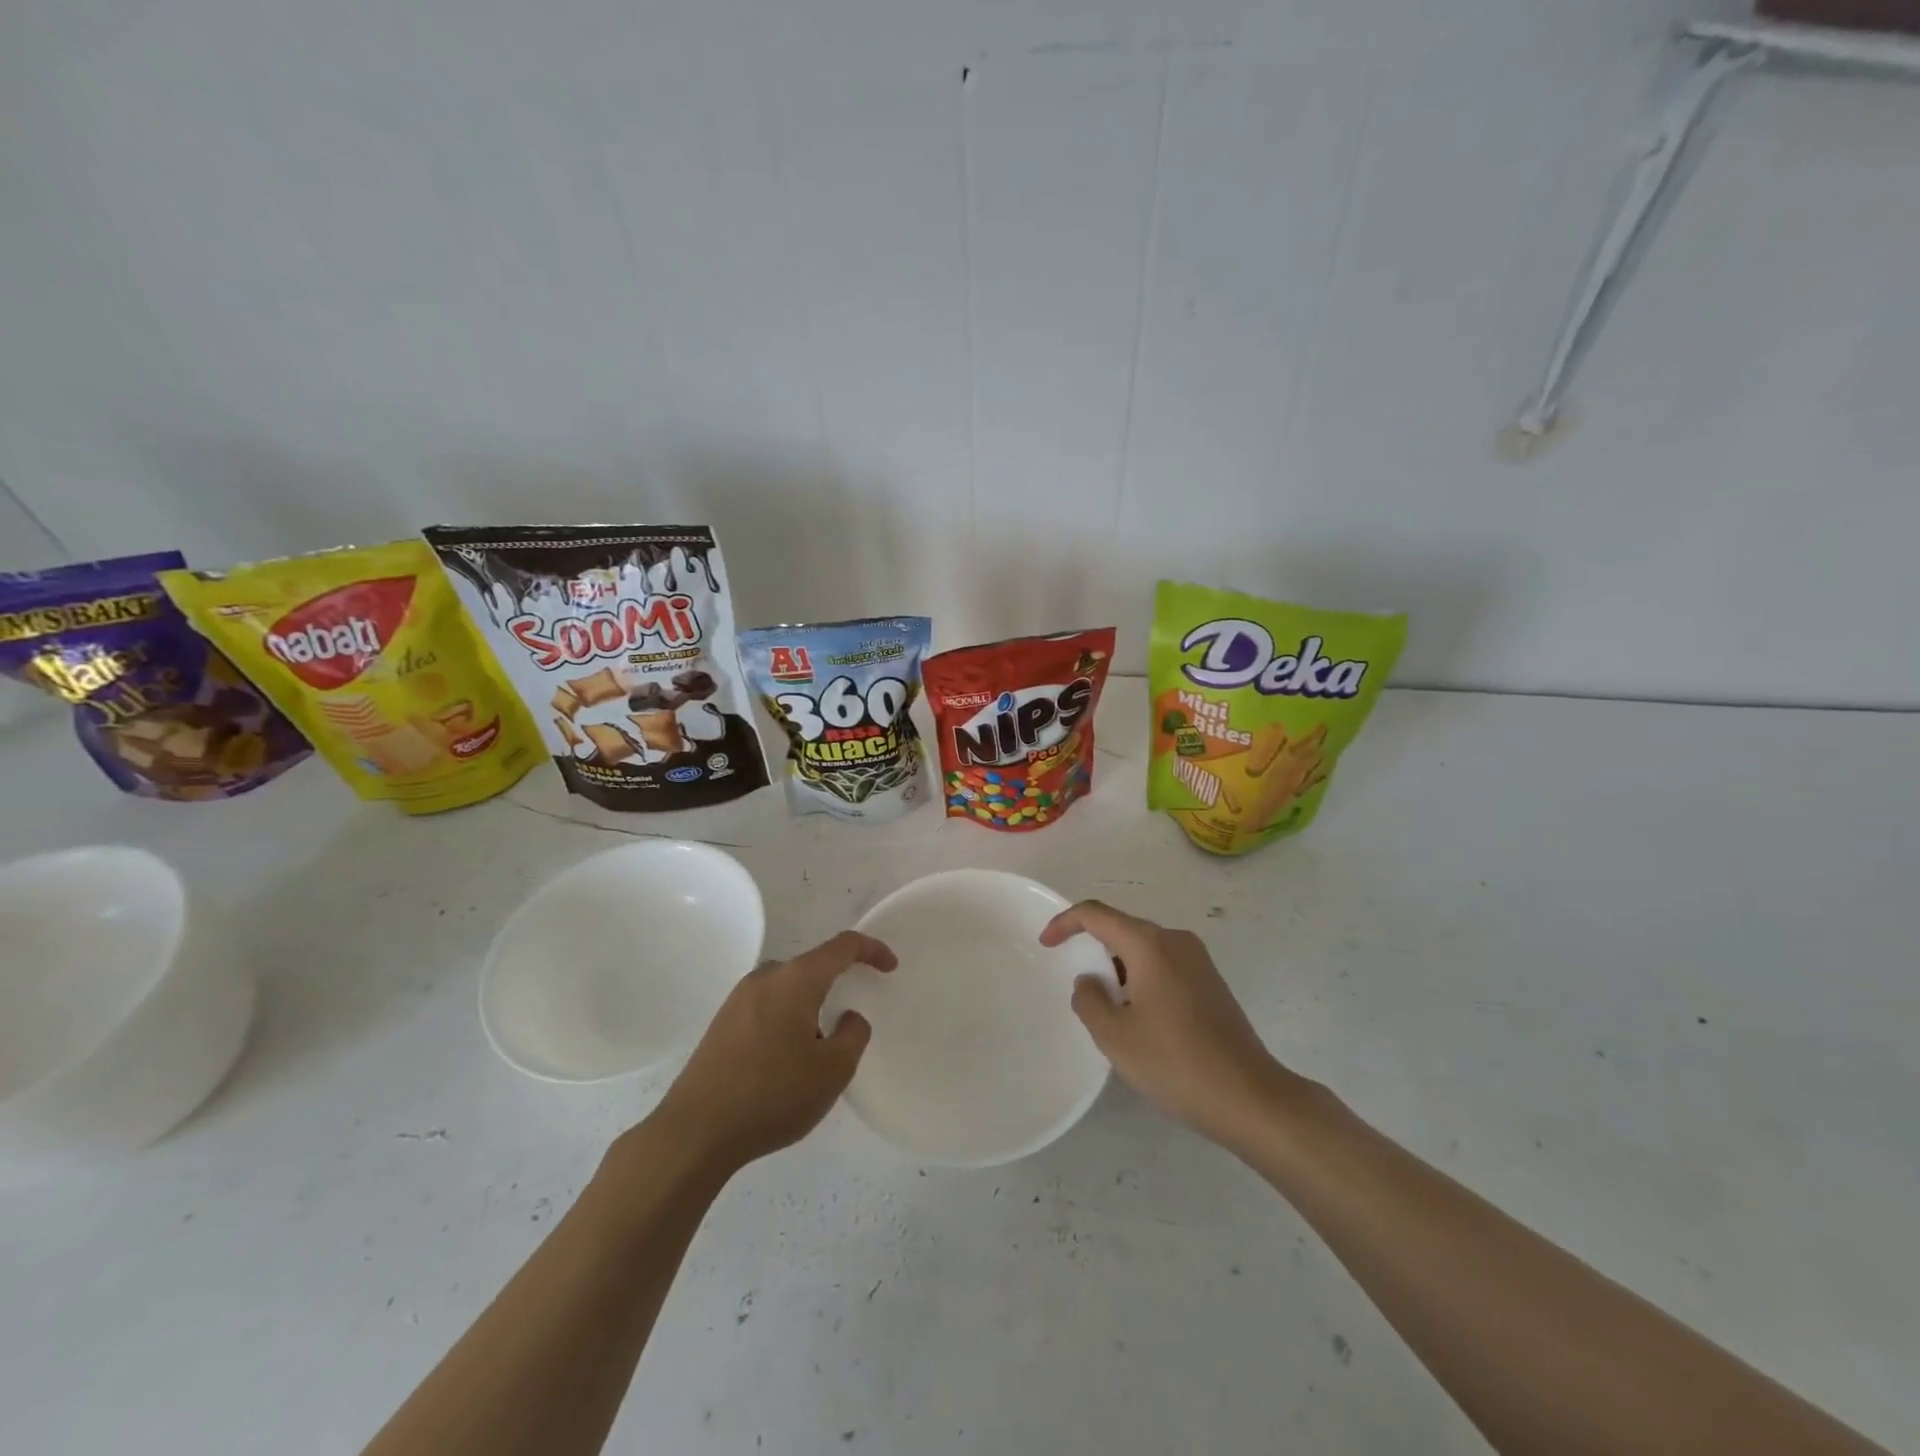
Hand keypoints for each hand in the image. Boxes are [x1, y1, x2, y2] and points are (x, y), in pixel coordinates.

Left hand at [650, 931, 894, 1176]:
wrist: (695, 1132)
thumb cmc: (772, 1095)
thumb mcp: (832, 1071)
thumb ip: (853, 1035)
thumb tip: (848, 1018)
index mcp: (795, 979)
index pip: (842, 946)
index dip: (872, 950)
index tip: (890, 967)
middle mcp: (765, 978)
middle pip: (812, 967)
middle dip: (837, 984)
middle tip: (851, 1020)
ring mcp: (738, 999)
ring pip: (788, 989)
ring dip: (810, 1006)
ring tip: (818, 1048)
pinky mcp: (721, 1024)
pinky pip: (767, 1007)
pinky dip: (787, 1019)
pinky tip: (785, 1060)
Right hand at [1041, 900, 1296, 1147]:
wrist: (1251, 1098)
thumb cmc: (1176, 1063)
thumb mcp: (1116, 1036)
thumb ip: (1089, 1000)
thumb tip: (1090, 981)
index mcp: (1150, 945)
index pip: (1096, 914)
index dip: (1065, 923)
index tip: (1045, 945)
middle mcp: (1176, 941)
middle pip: (1122, 929)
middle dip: (1093, 950)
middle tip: (1077, 986)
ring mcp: (1199, 961)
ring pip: (1144, 949)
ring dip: (1119, 969)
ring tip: (1107, 1010)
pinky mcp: (1211, 983)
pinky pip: (1164, 966)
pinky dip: (1141, 979)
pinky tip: (1140, 1018)